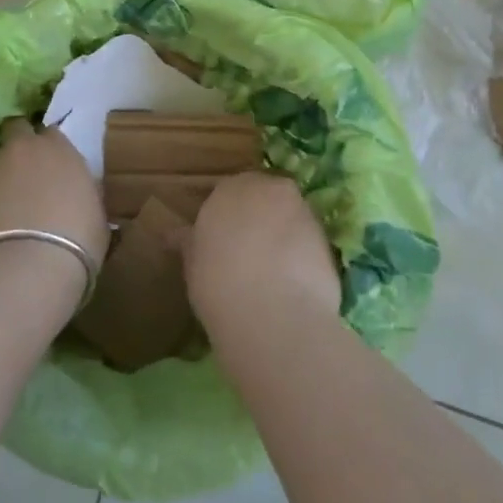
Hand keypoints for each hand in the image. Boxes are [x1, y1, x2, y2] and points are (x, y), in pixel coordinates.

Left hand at [0, 119, 108, 270]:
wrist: (26, 270)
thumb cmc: (76, 243)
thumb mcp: (96, 215)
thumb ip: (83, 193)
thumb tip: (77, 194)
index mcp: (58, 150)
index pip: (51, 133)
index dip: (49, 148)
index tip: (51, 166)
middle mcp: (21, 150)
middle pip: (16, 130)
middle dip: (19, 143)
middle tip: (25, 170)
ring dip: (0, 176)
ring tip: (5, 207)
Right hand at [184, 172, 340, 332]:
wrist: (274, 315)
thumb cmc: (219, 284)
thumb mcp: (193, 264)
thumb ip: (190, 242)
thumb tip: (174, 234)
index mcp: (230, 187)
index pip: (229, 192)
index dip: (227, 217)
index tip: (222, 242)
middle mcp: (268, 188)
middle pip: (264, 198)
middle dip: (258, 217)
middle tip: (248, 252)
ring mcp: (302, 211)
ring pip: (290, 217)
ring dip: (283, 234)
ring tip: (273, 272)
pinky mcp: (327, 239)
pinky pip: (308, 242)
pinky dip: (302, 255)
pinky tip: (293, 284)